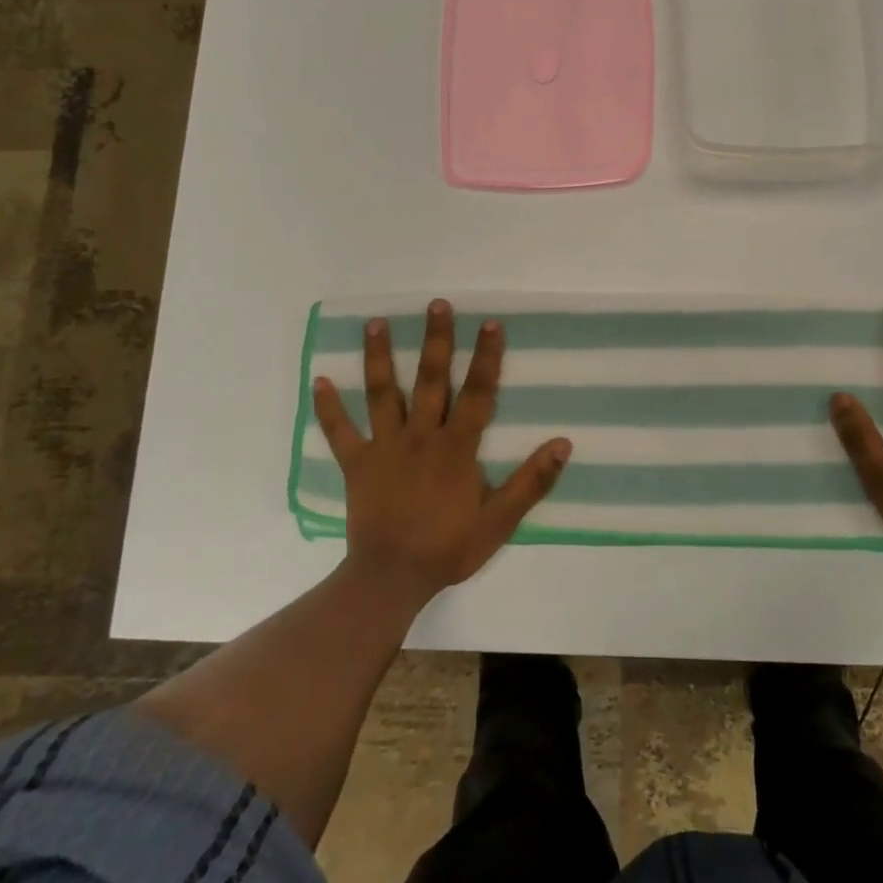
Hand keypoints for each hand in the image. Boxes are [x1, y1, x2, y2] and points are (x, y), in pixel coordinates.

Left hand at [312, 299, 570, 605]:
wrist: (392, 577)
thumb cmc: (449, 547)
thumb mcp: (500, 520)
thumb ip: (532, 481)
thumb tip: (563, 444)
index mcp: (457, 447)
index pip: (478, 393)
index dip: (486, 357)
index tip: (490, 323)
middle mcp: (421, 436)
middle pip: (431, 380)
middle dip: (436, 340)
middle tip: (436, 304)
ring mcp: (385, 447)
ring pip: (383, 393)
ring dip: (379, 357)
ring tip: (375, 323)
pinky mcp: (357, 464)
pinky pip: (340, 431)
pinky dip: (329, 407)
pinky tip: (319, 379)